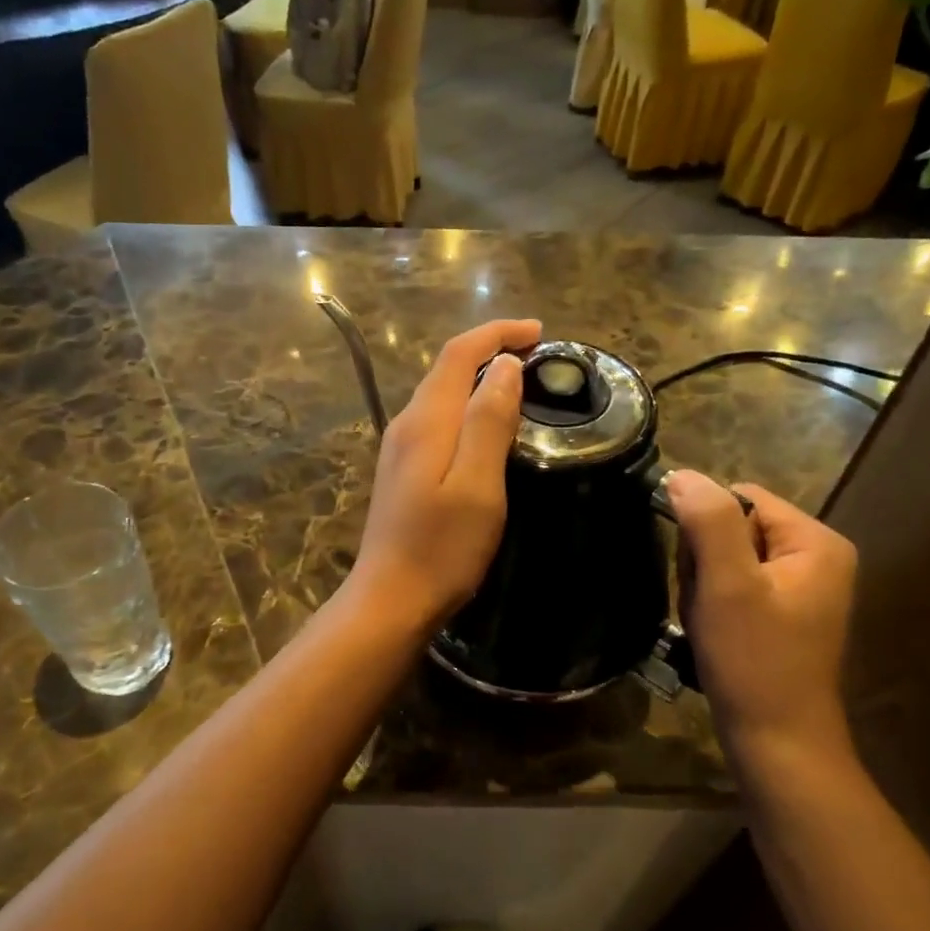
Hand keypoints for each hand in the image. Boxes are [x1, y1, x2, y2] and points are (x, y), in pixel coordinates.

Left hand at [345, 318, 542, 633]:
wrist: (391, 599)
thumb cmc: (442, 547)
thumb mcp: (478, 485)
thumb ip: (489, 422)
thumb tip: (505, 367)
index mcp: (427, 421)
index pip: (459, 354)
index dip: (497, 334)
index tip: (538, 331)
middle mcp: (407, 425)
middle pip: (446, 369)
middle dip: (489, 350)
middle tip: (536, 354)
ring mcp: (399, 449)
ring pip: (440, 394)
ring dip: (477, 378)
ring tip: (518, 382)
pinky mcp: (402, 471)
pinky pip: (437, 420)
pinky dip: (466, 406)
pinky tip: (485, 425)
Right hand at [668, 472, 857, 754]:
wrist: (777, 743)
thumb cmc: (754, 661)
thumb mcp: (727, 585)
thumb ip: (708, 522)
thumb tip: (682, 474)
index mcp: (815, 542)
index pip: (740, 498)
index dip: (706, 528)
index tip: (701, 572)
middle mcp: (815, 558)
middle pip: (732, 528)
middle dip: (704, 562)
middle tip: (707, 605)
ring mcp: (800, 589)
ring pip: (725, 559)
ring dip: (703, 587)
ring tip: (710, 623)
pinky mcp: (782, 615)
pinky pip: (733, 587)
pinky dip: (713, 606)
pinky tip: (714, 634)